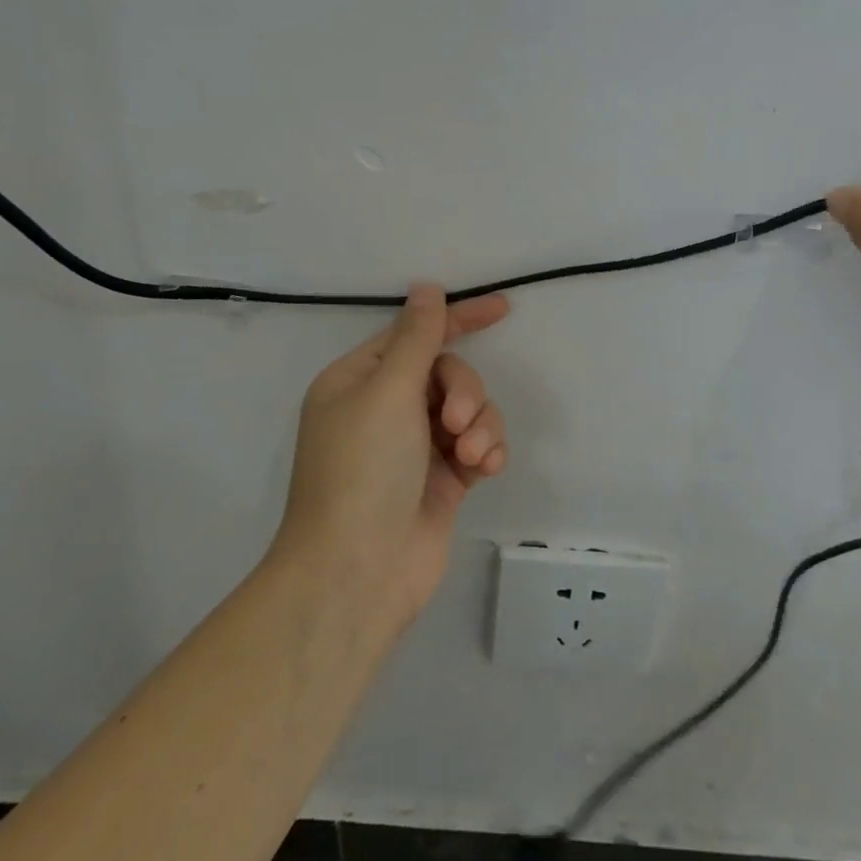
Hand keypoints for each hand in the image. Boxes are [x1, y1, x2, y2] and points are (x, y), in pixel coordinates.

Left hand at [273, 285, 511, 633]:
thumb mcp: (388, 392)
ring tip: (472, 455)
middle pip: (448, 373)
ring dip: (480, 425)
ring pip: (470, 410)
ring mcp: (416, 446)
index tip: (503, 308)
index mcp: (360, 381)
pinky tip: (484, 470)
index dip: (458, 318)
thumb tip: (426, 287)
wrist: (357, 572)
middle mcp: (386, 408)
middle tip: (457, 422)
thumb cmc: (363, 471)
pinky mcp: (443, 479)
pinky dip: (486, 452)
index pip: (416, 334)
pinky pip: (478, 445)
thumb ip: (418, 337)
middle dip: (464, 391)